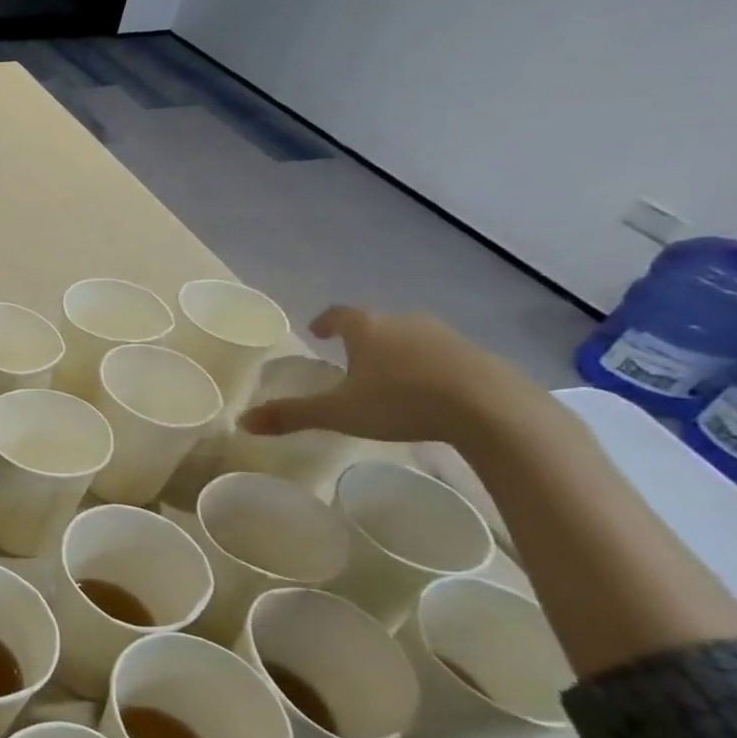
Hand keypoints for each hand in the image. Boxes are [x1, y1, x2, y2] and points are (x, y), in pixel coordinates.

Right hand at [238, 306, 540, 445]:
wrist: (494, 410)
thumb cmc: (403, 403)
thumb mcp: (339, 414)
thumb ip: (292, 415)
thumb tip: (242, 422)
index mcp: (368, 329)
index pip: (340, 314)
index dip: (326, 321)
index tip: (318, 331)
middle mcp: (406, 323)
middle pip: (378, 324)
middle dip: (363, 338)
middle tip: (352, 358)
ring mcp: (448, 337)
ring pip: (413, 338)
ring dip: (399, 352)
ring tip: (390, 377)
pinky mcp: (481, 357)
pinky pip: (445, 356)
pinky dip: (431, 368)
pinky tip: (431, 393)